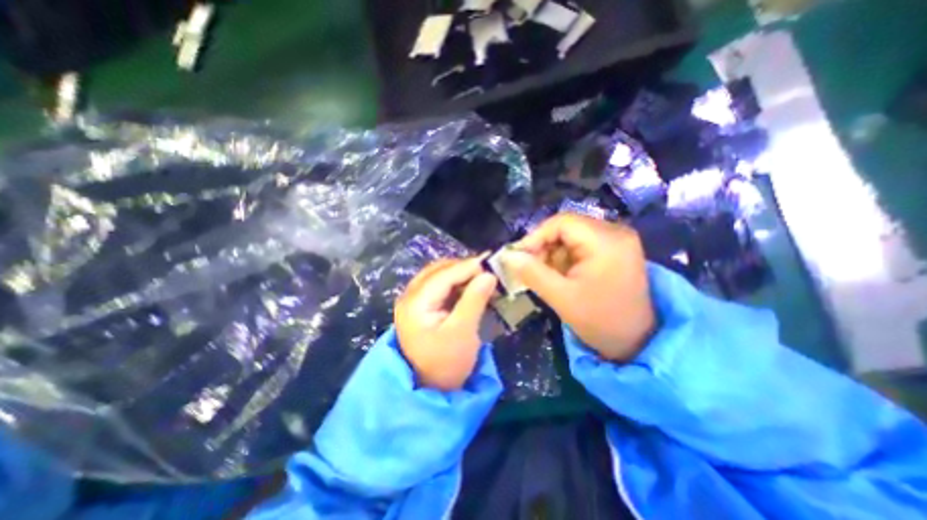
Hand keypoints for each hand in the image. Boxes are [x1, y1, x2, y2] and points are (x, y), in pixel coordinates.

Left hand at [396, 256, 500, 389]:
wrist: (431, 387)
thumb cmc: (447, 363)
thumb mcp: (463, 332)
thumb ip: (474, 300)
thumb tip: (489, 274)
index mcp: (415, 303)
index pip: (443, 276)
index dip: (468, 267)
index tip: (491, 264)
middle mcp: (409, 296)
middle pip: (438, 271)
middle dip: (464, 268)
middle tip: (488, 271)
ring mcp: (413, 300)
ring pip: (438, 275)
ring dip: (460, 274)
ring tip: (482, 277)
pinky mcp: (420, 305)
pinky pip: (438, 285)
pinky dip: (455, 283)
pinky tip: (470, 286)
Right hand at [500, 213, 658, 359]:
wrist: (637, 341)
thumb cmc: (600, 321)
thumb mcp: (561, 297)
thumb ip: (531, 273)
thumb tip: (507, 256)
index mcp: (606, 241)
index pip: (561, 222)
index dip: (535, 236)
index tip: (518, 256)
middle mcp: (615, 232)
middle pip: (567, 227)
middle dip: (544, 246)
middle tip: (529, 267)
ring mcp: (617, 240)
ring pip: (572, 235)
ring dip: (553, 253)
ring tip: (545, 274)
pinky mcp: (615, 249)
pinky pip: (581, 244)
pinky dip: (565, 257)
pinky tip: (561, 274)